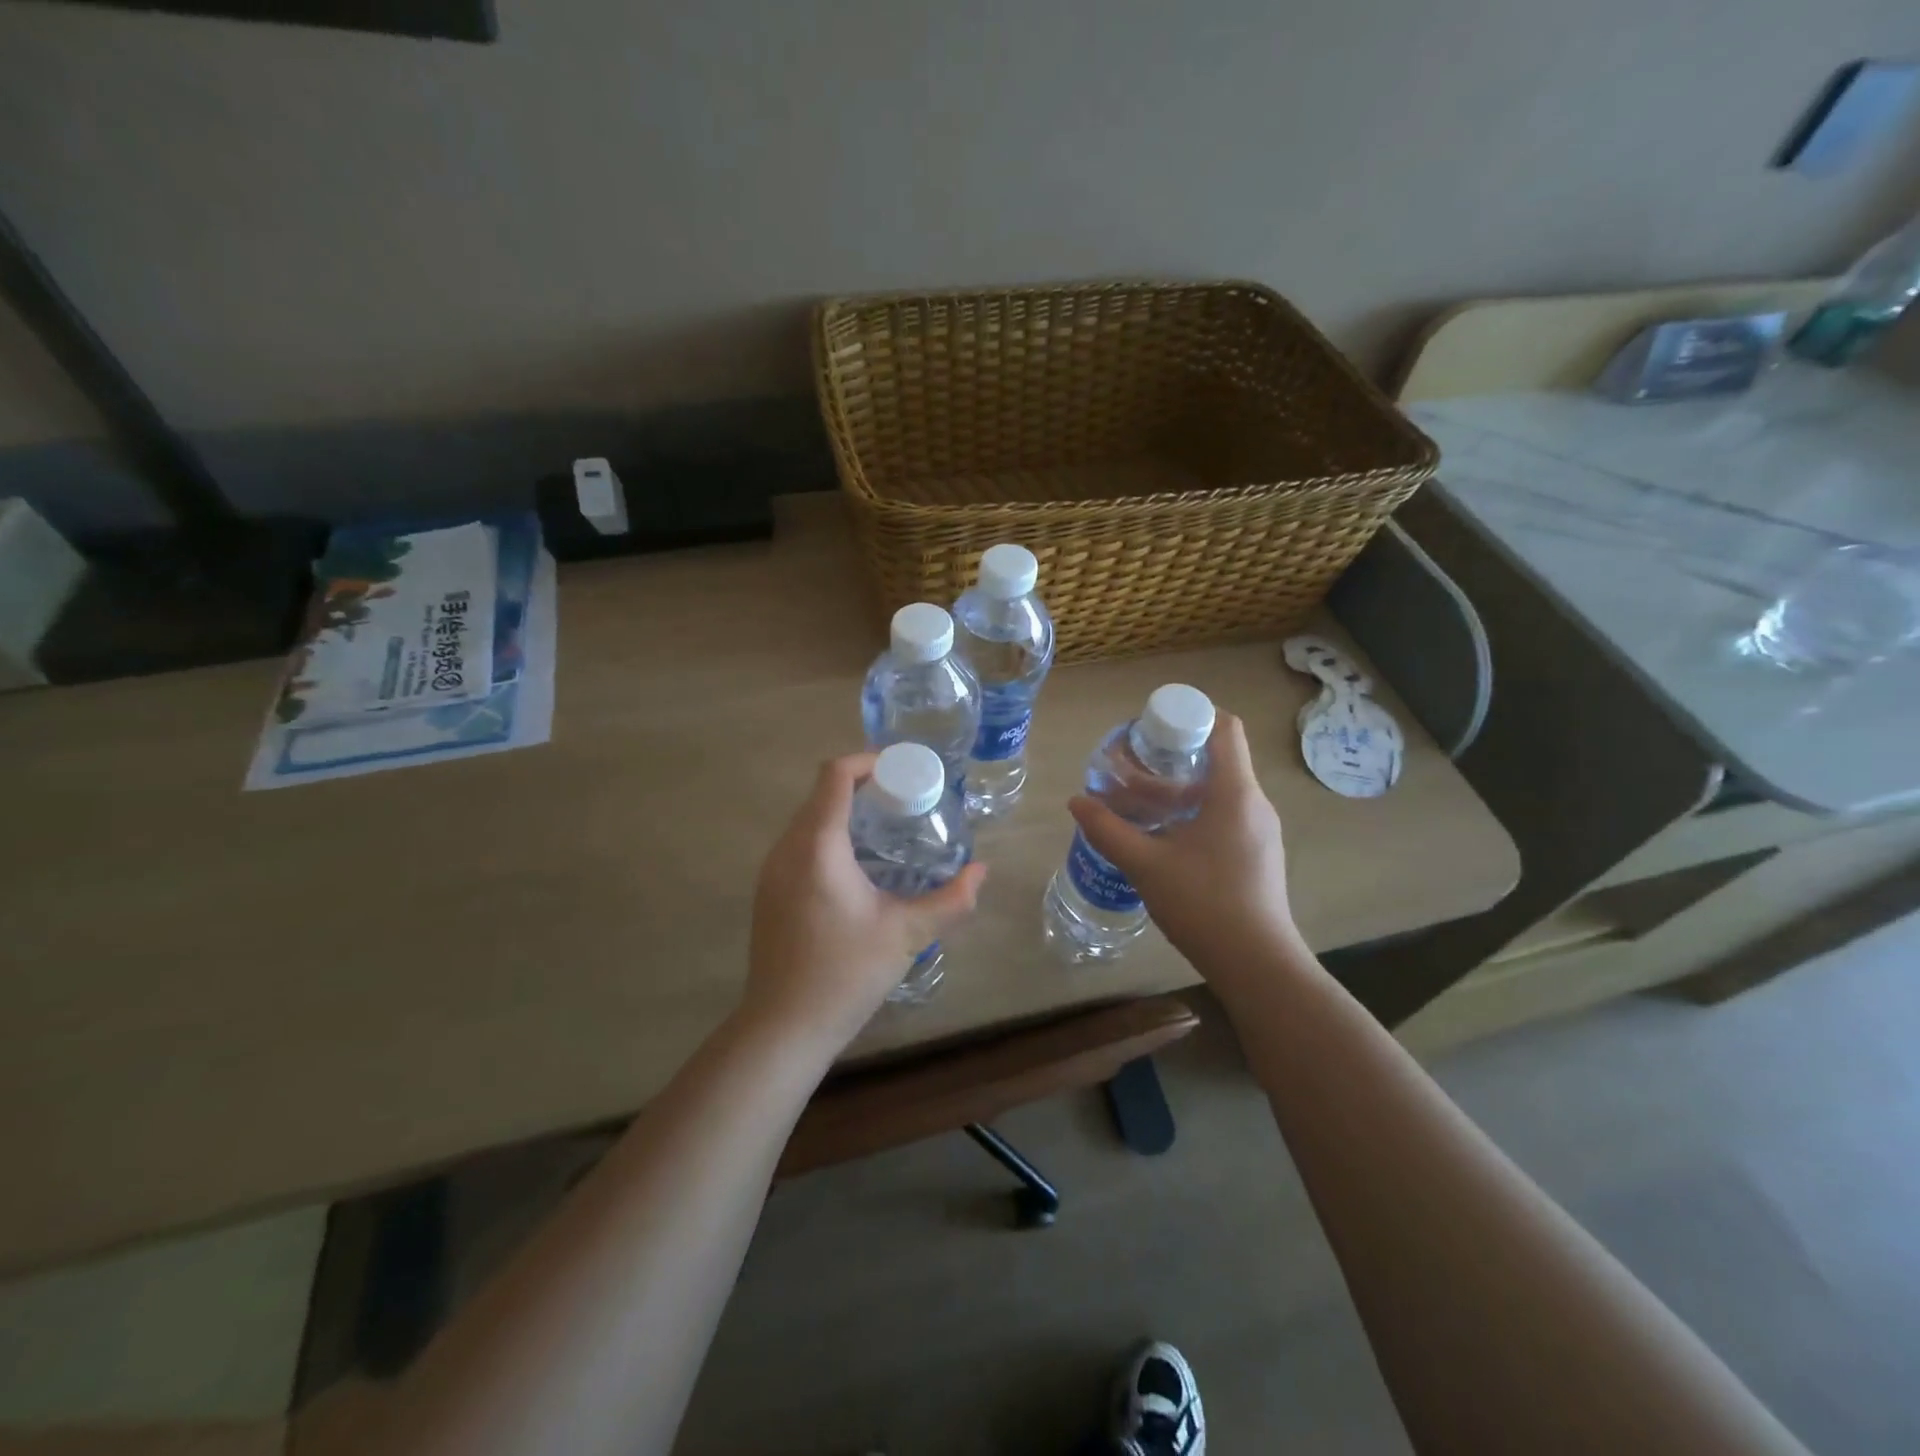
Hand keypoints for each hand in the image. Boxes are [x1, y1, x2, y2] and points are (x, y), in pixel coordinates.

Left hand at [742, 752, 987, 1052]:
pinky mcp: (768, 891)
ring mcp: (771, 870)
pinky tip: (857, 868)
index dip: (868, 762)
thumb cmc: (845, 974)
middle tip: (905, 803)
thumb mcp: (907, 934)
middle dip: (863, 787)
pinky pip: (798, 844)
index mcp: (817, 845)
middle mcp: (787, 848)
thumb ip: (950, 900)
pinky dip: (828, 837)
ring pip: (808, 819)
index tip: (902, 773)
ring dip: (844, 813)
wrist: (784, 1027)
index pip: (835, 775)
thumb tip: (982, 872)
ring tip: (886, 831)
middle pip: (821, 794)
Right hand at [1068, 713, 1300, 982]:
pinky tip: (1162, 838)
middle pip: (1217, 759)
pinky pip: (1225, 816)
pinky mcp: (1257, 855)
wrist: (1257, 965)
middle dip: (1172, 758)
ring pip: (1219, 792)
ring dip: (1179, 791)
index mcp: (1235, 792)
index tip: (1153, 729)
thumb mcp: (1145, 864)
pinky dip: (1193, 813)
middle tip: (1131, 767)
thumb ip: (1107, 829)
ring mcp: (1260, 831)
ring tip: (1137, 803)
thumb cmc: (1203, 903)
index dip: (1190, 716)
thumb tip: (1075, 802)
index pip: (1225, 727)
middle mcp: (1254, 803)